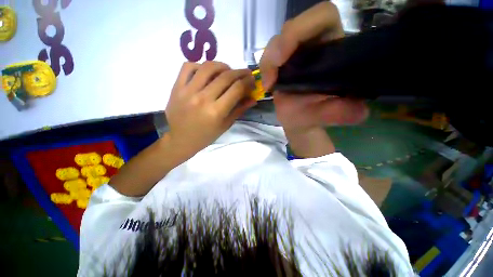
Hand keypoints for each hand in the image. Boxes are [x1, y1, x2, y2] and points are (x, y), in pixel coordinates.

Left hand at [165, 61, 256, 156]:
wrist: (181, 139)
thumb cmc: (206, 136)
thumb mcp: (225, 125)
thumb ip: (239, 110)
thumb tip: (253, 99)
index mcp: (216, 112)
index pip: (237, 89)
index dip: (248, 82)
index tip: (252, 81)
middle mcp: (203, 98)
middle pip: (226, 76)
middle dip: (240, 73)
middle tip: (245, 73)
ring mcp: (188, 91)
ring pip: (208, 67)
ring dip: (222, 66)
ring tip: (228, 71)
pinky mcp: (177, 87)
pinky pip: (188, 66)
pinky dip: (201, 65)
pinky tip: (207, 72)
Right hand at [260, 1, 367, 131]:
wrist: (299, 120)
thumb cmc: (314, 115)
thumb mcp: (328, 115)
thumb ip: (342, 112)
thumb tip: (358, 111)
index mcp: (333, 47)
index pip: (322, 17)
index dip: (302, 28)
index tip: (284, 58)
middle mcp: (314, 45)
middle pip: (292, 27)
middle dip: (277, 49)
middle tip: (271, 77)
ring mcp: (294, 54)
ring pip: (276, 43)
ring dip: (268, 62)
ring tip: (269, 84)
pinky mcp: (280, 64)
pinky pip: (268, 58)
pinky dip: (265, 69)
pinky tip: (267, 85)